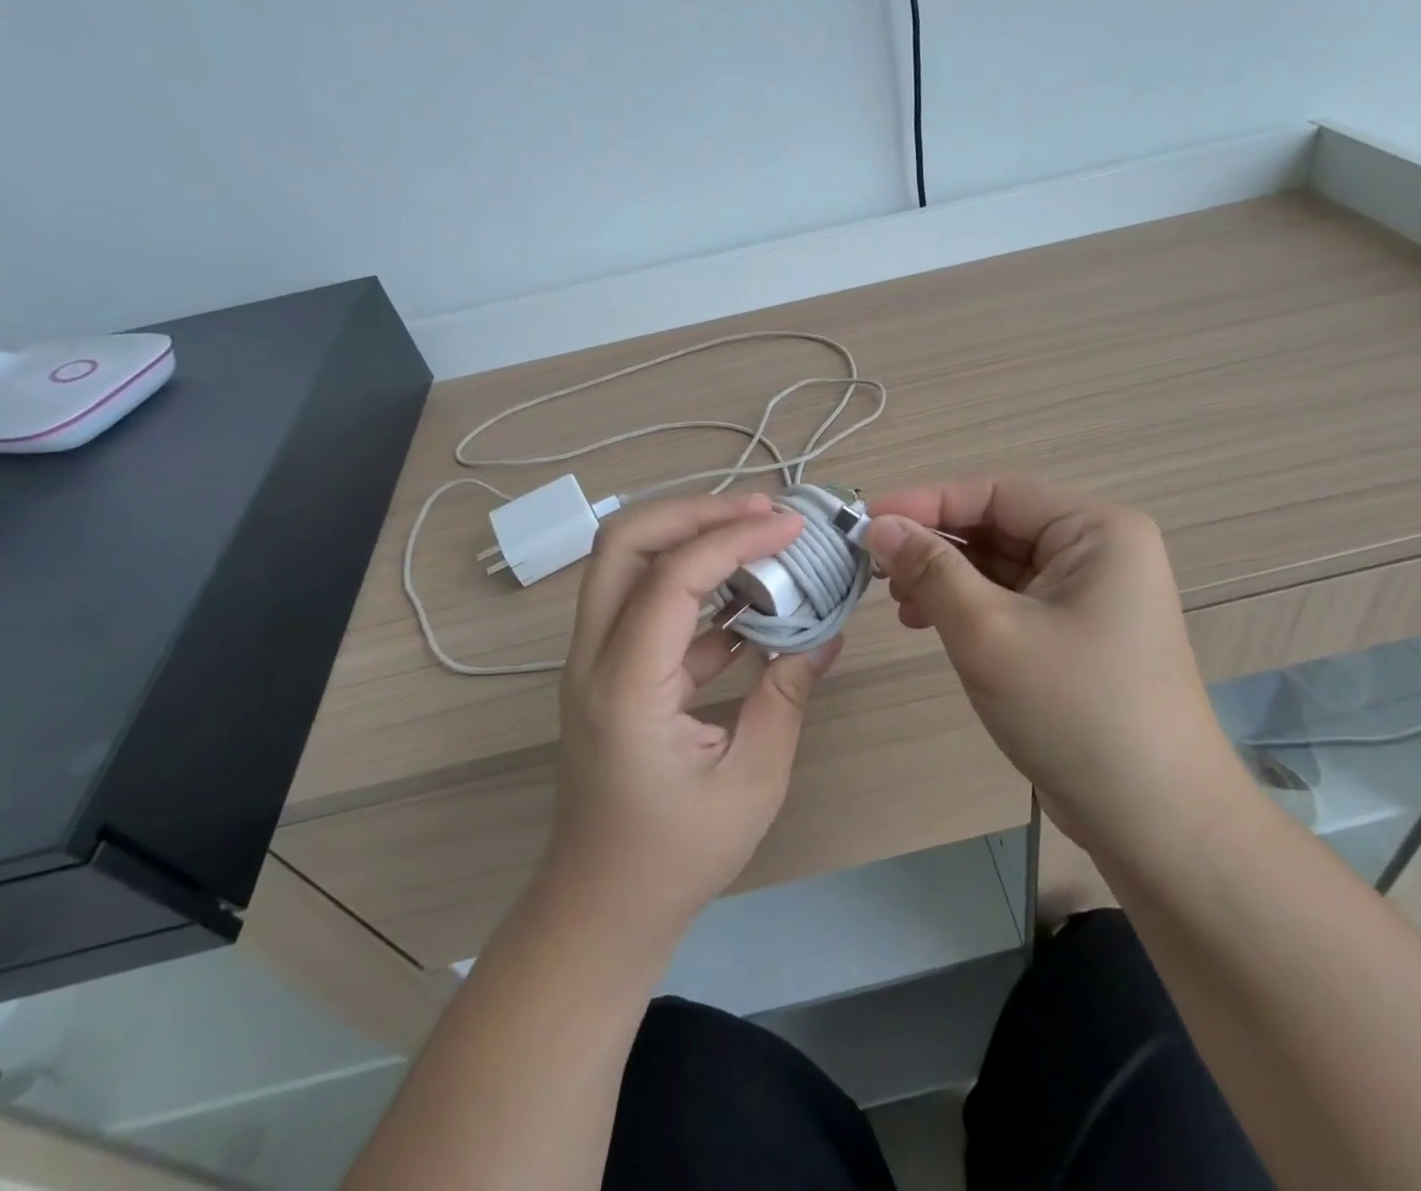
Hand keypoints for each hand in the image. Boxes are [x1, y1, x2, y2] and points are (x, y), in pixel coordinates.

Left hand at [542, 493, 842, 947]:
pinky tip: (747, 601)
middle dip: (693, 511)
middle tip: (761, 511)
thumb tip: (827, 636)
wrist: (599, 910)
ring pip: (626, 563)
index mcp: (624, 687)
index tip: (789, 527)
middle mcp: (593, 658)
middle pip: (622, 542)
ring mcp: (594, 661)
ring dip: (690, 538)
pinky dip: (694, 586)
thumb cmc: (674, 858)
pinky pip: (646, 605)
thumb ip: (786, 697)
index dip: (733, 539)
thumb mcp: (750, 782)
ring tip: (758, 537)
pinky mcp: (610, 671)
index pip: (671, 578)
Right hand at [865, 477, 1239, 848]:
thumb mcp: (990, 632)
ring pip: (1000, 565)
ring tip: (900, 604)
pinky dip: (967, 606)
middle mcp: (1098, 550)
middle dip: (935, 545)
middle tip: (876, 569)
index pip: (996, 493)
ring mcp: (1089, 594)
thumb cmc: (1074, 710)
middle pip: (998, 526)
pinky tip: (930, 623)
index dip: (927, 502)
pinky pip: (1011, 599)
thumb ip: (931, 570)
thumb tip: (878, 525)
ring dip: (945, 577)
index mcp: (1096, 530)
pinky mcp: (1075, 633)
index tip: (866, 521)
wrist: (1154, 821)